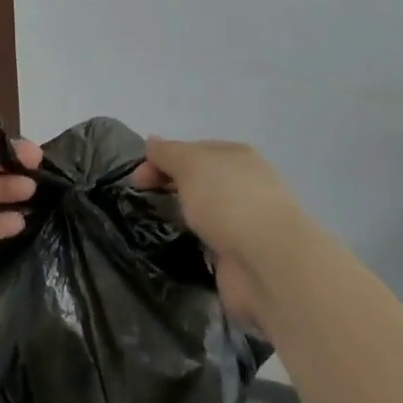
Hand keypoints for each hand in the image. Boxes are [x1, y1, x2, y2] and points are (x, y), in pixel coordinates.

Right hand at [136, 137, 313, 332]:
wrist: (266, 262)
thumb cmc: (228, 200)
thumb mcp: (191, 164)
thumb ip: (169, 153)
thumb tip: (152, 141)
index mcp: (236, 156)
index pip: (193, 150)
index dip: (161, 159)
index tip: (136, 180)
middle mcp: (243, 185)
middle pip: (199, 180)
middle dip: (170, 186)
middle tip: (140, 201)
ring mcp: (244, 222)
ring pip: (204, 212)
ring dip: (183, 216)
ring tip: (152, 225)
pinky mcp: (240, 256)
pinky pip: (209, 243)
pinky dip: (193, 244)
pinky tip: (175, 248)